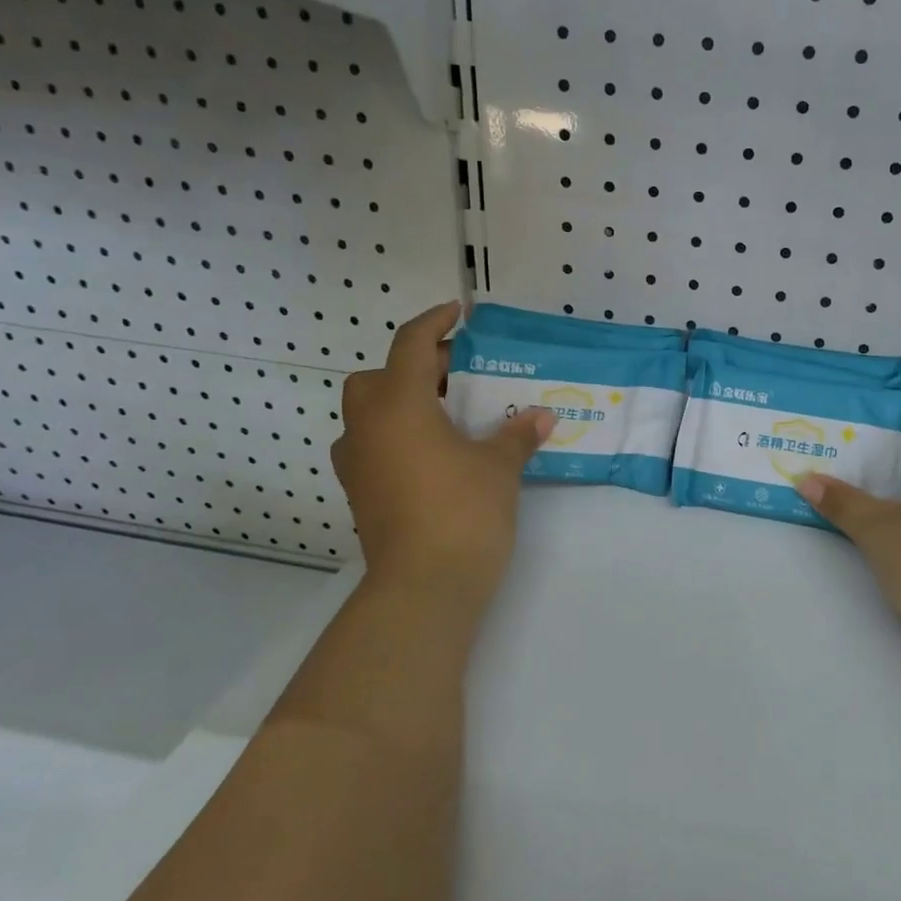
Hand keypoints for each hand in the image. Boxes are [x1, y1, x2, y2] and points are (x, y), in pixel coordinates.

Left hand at [332, 303, 552, 598]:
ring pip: (369, 414)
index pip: (410, 344)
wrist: (423, 588)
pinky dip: (396, 437)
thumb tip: (543, 414)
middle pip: (377, 377)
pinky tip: (433, 457)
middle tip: (457, 379)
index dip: (434, 322)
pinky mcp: (359, 494)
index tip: (459, 313)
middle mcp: (366, 427)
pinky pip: (372, 446)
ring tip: (447, 419)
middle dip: (414, 368)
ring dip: (401, 404)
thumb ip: (518, 434)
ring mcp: (357, 463)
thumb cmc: (462, 512)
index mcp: (398, 405)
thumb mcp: (499, 467)